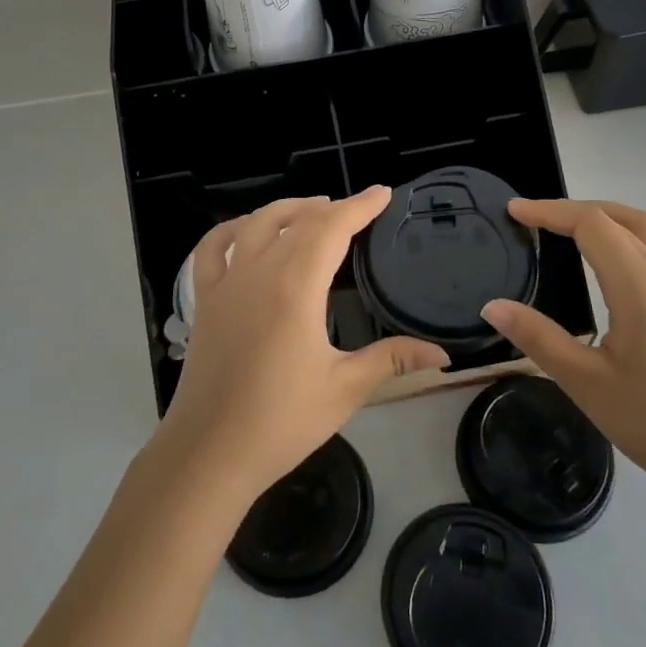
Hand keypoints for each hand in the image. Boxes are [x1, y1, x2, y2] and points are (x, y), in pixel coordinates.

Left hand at [152, 188, 448, 503]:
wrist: (209, 452)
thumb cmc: (281, 422)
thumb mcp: (344, 389)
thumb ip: (392, 360)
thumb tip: (442, 354)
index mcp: (295, 286)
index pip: (332, 228)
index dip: (359, 206)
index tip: (382, 194)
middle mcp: (258, 271)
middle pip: (297, 221)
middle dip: (331, 207)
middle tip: (358, 209)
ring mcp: (225, 283)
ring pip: (256, 224)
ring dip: (287, 210)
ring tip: (313, 210)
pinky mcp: (203, 300)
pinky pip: (212, 248)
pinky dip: (232, 230)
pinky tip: (247, 231)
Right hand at [482, 199, 645, 499]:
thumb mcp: (585, 382)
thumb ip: (538, 337)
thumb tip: (492, 305)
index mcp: (639, 286)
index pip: (592, 224)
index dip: (550, 211)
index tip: (514, 212)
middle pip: (621, 217)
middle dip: (574, 209)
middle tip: (534, 218)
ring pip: (642, 229)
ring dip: (601, 218)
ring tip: (563, 231)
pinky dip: (619, 237)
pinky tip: (599, 264)